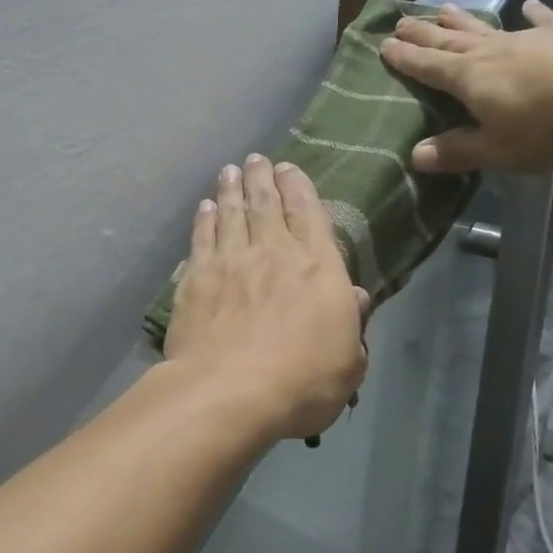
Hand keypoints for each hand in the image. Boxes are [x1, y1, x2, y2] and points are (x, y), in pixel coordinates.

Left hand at [163, 155, 369, 440]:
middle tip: (256, 160)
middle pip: (266, 204)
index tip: (289, 169)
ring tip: (230, 171)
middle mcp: (274, 252)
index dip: (299, 187)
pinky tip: (204, 209)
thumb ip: (352, 324)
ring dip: (231, 190)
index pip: (309, 213)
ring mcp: (231, 261)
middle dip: (262, 178)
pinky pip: (202, 238)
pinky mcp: (197, 278)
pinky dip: (204, 220)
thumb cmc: (302, 382)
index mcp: (318, 267)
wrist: (229, 392)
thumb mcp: (348, 362)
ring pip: (231, 213)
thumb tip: (355, 295)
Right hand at [380, 0, 552, 173]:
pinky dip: (535, 14)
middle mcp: (492, 52)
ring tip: (442, 8)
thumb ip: (457, 152)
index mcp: (470, 79)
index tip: (383, 44)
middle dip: (423, 34)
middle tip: (401, 20)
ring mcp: (529, 40)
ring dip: (462, 20)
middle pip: (449, 41)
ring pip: (486, 28)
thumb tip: (415, 155)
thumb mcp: (498, 150)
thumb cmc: (549, 125)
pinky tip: (529, 6)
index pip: (427, 67)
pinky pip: (543, 22)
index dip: (404, 58)